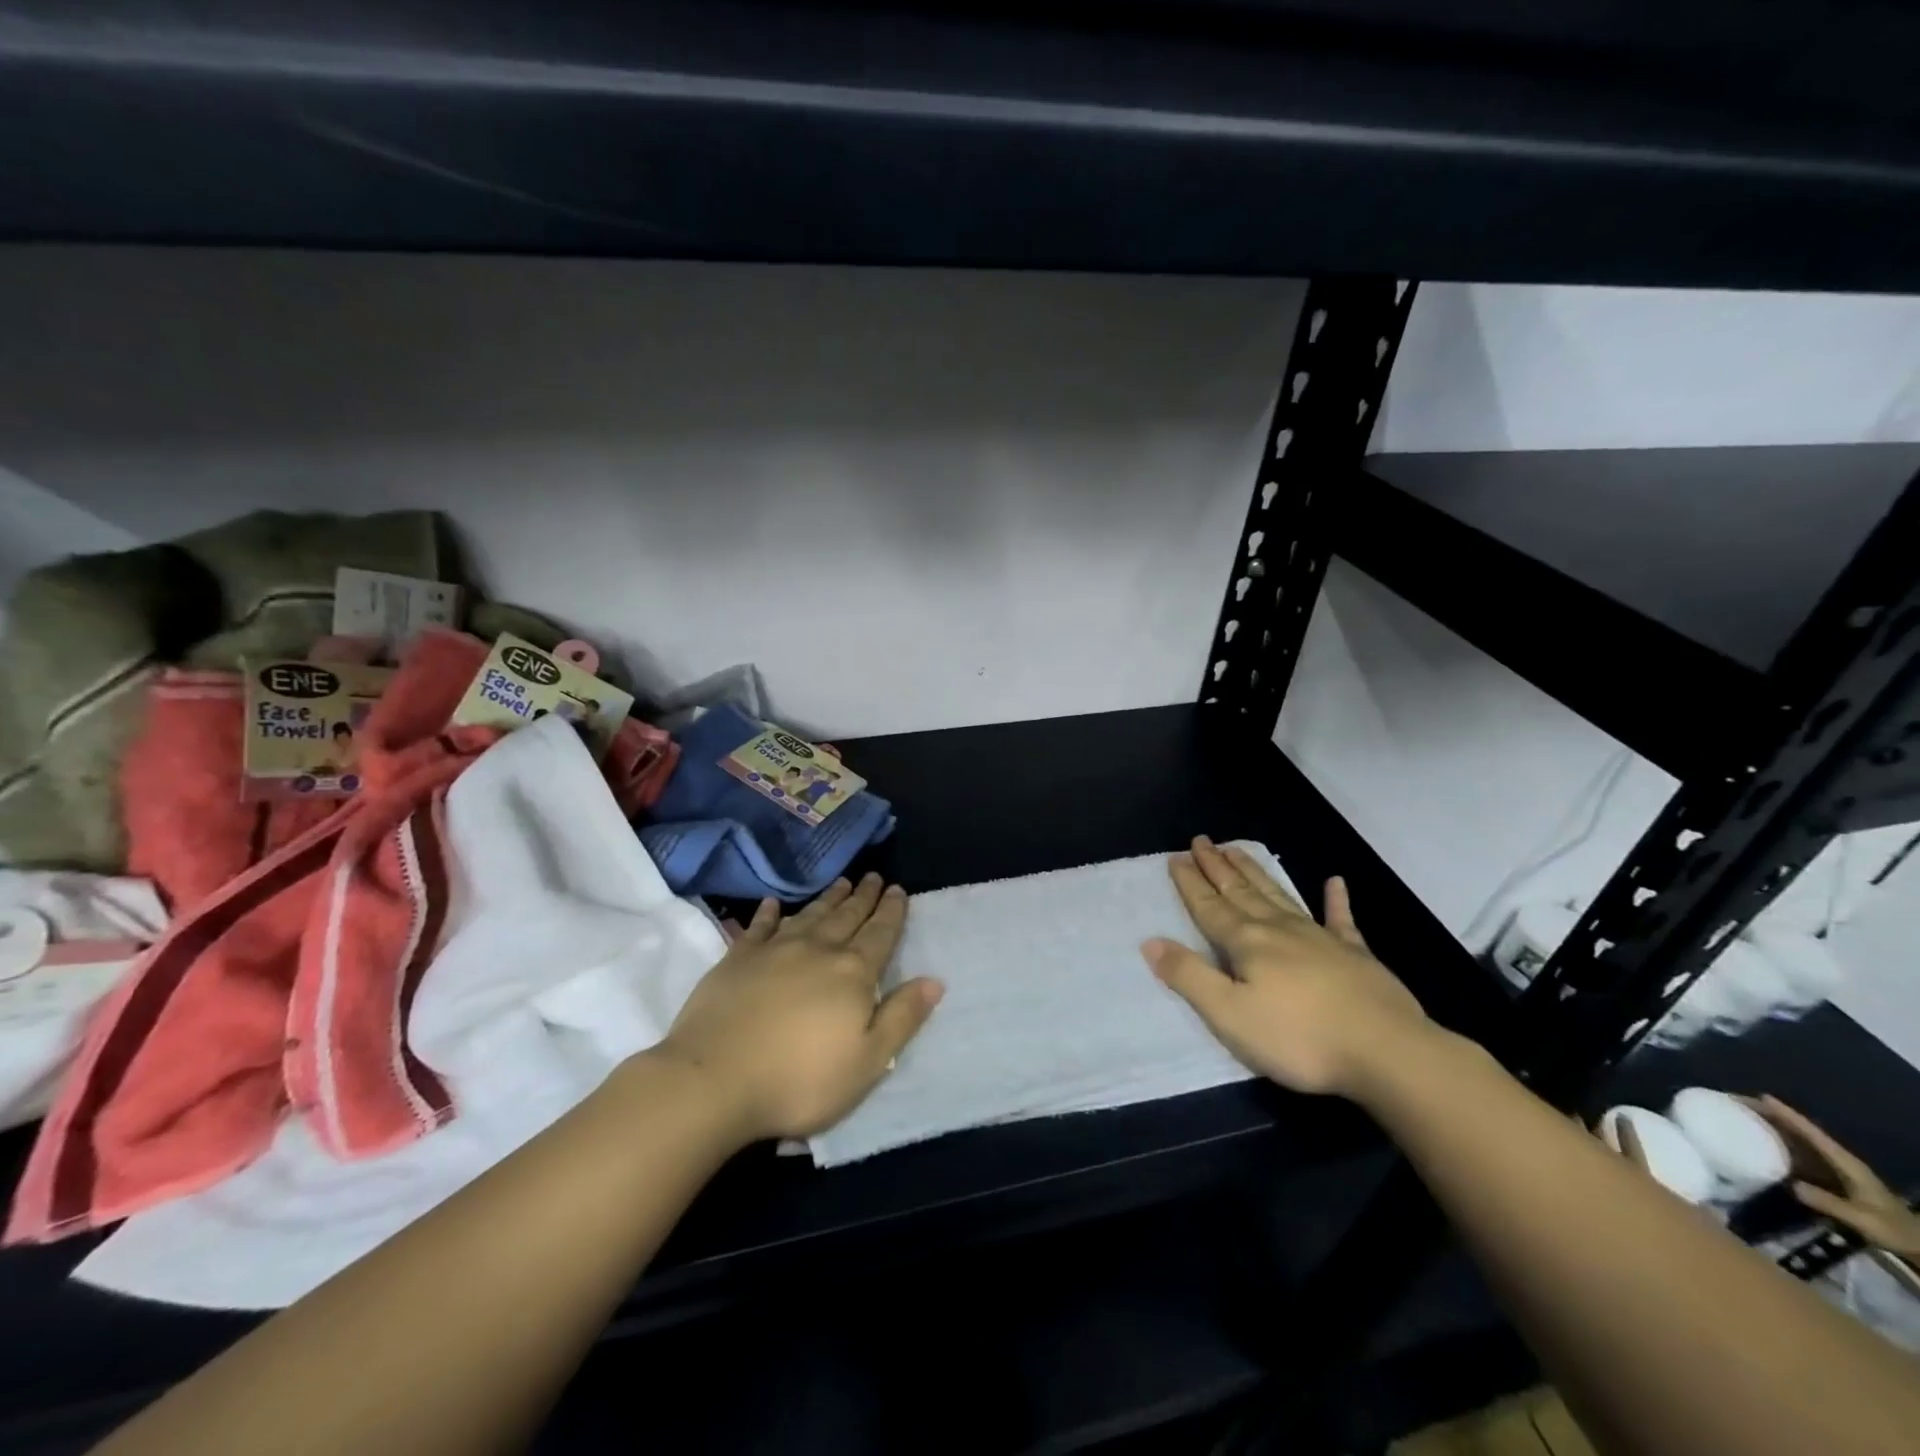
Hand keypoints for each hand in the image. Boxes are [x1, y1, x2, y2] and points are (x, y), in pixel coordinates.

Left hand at [653, 874, 943, 1143]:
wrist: (715, 1080)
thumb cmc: (799, 1080)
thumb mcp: (867, 1062)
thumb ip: (901, 1018)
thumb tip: (935, 980)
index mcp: (852, 974)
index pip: (880, 934)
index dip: (891, 911)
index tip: (898, 889)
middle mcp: (817, 951)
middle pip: (847, 916)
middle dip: (863, 897)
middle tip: (873, 876)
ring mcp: (774, 951)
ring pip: (810, 915)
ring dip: (828, 898)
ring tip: (841, 882)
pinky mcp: (737, 959)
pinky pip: (760, 927)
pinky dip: (769, 913)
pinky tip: (773, 904)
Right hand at [1141, 837, 1431, 1096]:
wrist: (1388, 1052)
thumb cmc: (1299, 1038)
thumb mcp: (1230, 1015)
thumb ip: (1189, 977)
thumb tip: (1151, 942)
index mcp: (1247, 943)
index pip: (1210, 907)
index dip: (1191, 883)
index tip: (1176, 857)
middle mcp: (1279, 929)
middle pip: (1241, 891)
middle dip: (1217, 866)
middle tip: (1201, 841)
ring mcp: (1320, 938)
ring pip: (1278, 895)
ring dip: (1255, 872)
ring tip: (1236, 849)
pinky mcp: (1356, 955)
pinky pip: (1340, 919)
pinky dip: (1335, 900)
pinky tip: (1334, 882)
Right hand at [1742, 1095, 1919, 1259]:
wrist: (1918, 1243)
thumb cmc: (1894, 1229)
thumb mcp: (1864, 1220)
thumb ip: (1829, 1202)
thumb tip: (1791, 1184)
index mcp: (1845, 1162)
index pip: (1812, 1133)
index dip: (1788, 1115)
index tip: (1762, 1097)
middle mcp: (1838, 1159)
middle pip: (1801, 1130)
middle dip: (1771, 1114)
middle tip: (1739, 1102)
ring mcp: (1834, 1167)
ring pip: (1797, 1139)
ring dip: (1772, 1125)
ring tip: (1743, 1115)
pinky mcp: (1829, 1176)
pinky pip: (1798, 1152)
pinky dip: (1778, 1141)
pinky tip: (1760, 1142)